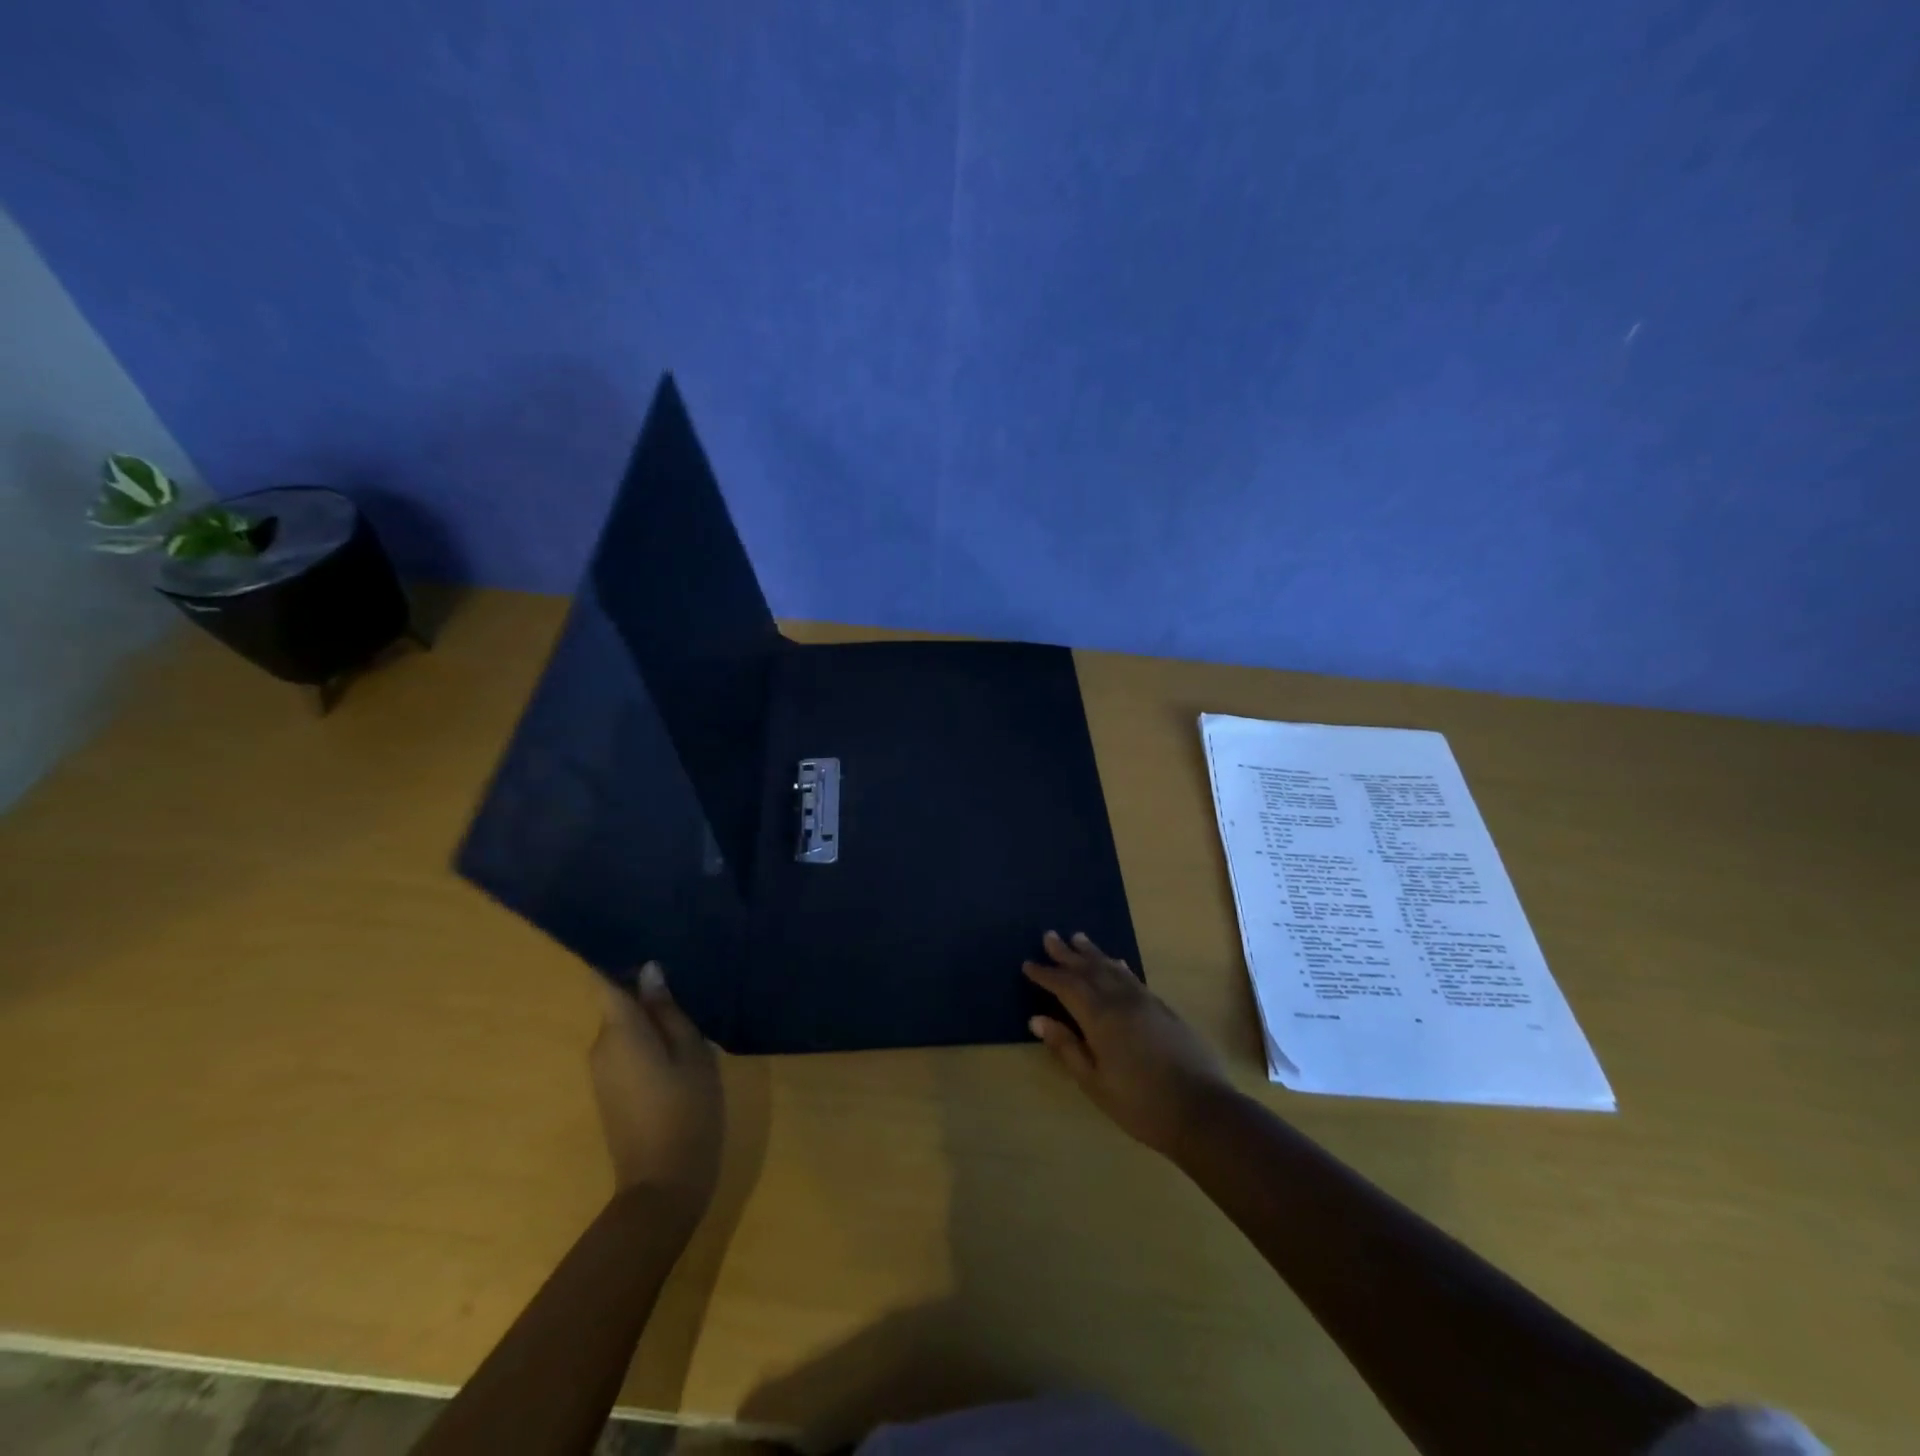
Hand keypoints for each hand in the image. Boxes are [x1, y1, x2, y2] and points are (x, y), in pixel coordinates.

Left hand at [589, 963, 723, 1211]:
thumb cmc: (685, 1109)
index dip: (616, 961)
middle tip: (687, 982)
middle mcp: (601, 1047)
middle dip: (646, 992)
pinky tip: (678, 1045)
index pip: (603, 982)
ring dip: (650, 1018)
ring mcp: (602, 1072)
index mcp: (620, 1031)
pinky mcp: (610, 1091)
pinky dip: (647, 1040)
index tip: (641, 943)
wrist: (662, 1183)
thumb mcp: (691, 1052)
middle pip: (618, 1005)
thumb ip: (669, 1011)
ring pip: (625, 1028)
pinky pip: (626, 1049)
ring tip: (690, 1010)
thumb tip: (649, 972)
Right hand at [1023, 931, 1234, 1158]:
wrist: (1201, 1109)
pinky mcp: (1163, 1008)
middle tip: (1049, 935)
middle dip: (1066, 954)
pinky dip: (1117, 966)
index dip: (1046, 974)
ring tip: (1078, 938)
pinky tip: (1116, 963)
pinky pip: (1132, 977)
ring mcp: (1145, 1001)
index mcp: (1099, 1017)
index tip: (1028, 964)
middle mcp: (1120, 999)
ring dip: (1092, 953)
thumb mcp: (1094, 1082)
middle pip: (1089, 969)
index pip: (1066, 986)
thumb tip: (1037, 1019)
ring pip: (1112, 968)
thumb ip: (1067, 1047)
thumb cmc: (1140, 1103)